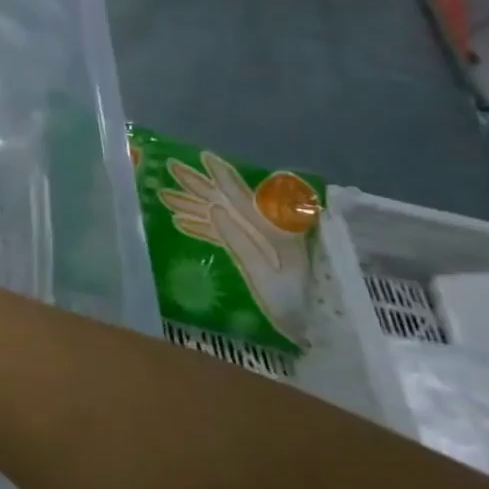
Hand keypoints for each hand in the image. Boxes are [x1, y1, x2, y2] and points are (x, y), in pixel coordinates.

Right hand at [157, 152, 311, 345]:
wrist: (323, 331)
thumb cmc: (297, 303)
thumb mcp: (268, 272)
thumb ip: (241, 242)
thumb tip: (214, 210)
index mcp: (271, 230)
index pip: (240, 195)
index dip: (221, 176)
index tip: (201, 156)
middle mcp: (264, 231)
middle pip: (226, 202)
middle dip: (198, 186)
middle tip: (171, 168)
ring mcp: (258, 244)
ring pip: (220, 217)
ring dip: (193, 206)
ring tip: (165, 196)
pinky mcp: (254, 259)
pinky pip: (223, 237)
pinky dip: (202, 229)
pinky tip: (182, 224)